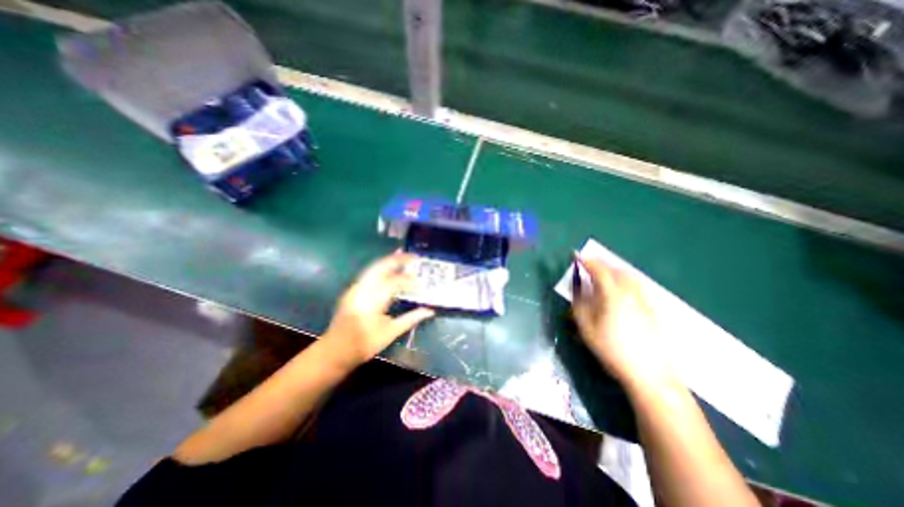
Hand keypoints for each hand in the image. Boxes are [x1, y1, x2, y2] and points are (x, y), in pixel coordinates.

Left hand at [322, 251, 436, 363]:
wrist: (334, 351)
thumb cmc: (363, 345)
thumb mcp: (389, 334)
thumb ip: (410, 319)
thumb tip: (429, 311)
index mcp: (371, 303)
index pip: (393, 283)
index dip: (409, 281)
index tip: (421, 284)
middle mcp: (361, 291)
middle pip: (380, 267)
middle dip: (397, 260)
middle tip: (413, 257)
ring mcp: (355, 289)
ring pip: (373, 268)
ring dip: (389, 261)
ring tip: (403, 257)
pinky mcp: (352, 290)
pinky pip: (369, 273)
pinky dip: (381, 268)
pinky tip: (390, 269)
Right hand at [574, 256, 673, 389]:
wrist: (650, 374)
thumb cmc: (612, 350)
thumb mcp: (587, 328)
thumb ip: (579, 303)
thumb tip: (578, 287)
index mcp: (614, 295)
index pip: (599, 270)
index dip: (586, 261)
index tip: (576, 256)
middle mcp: (631, 293)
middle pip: (616, 269)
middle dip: (601, 263)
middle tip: (588, 263)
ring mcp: (645, 301)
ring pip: (629, 276)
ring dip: (614, 270)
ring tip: (603, 272)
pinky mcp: (653, 310)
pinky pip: (637, 285)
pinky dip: (625, 279)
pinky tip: (621, 288)